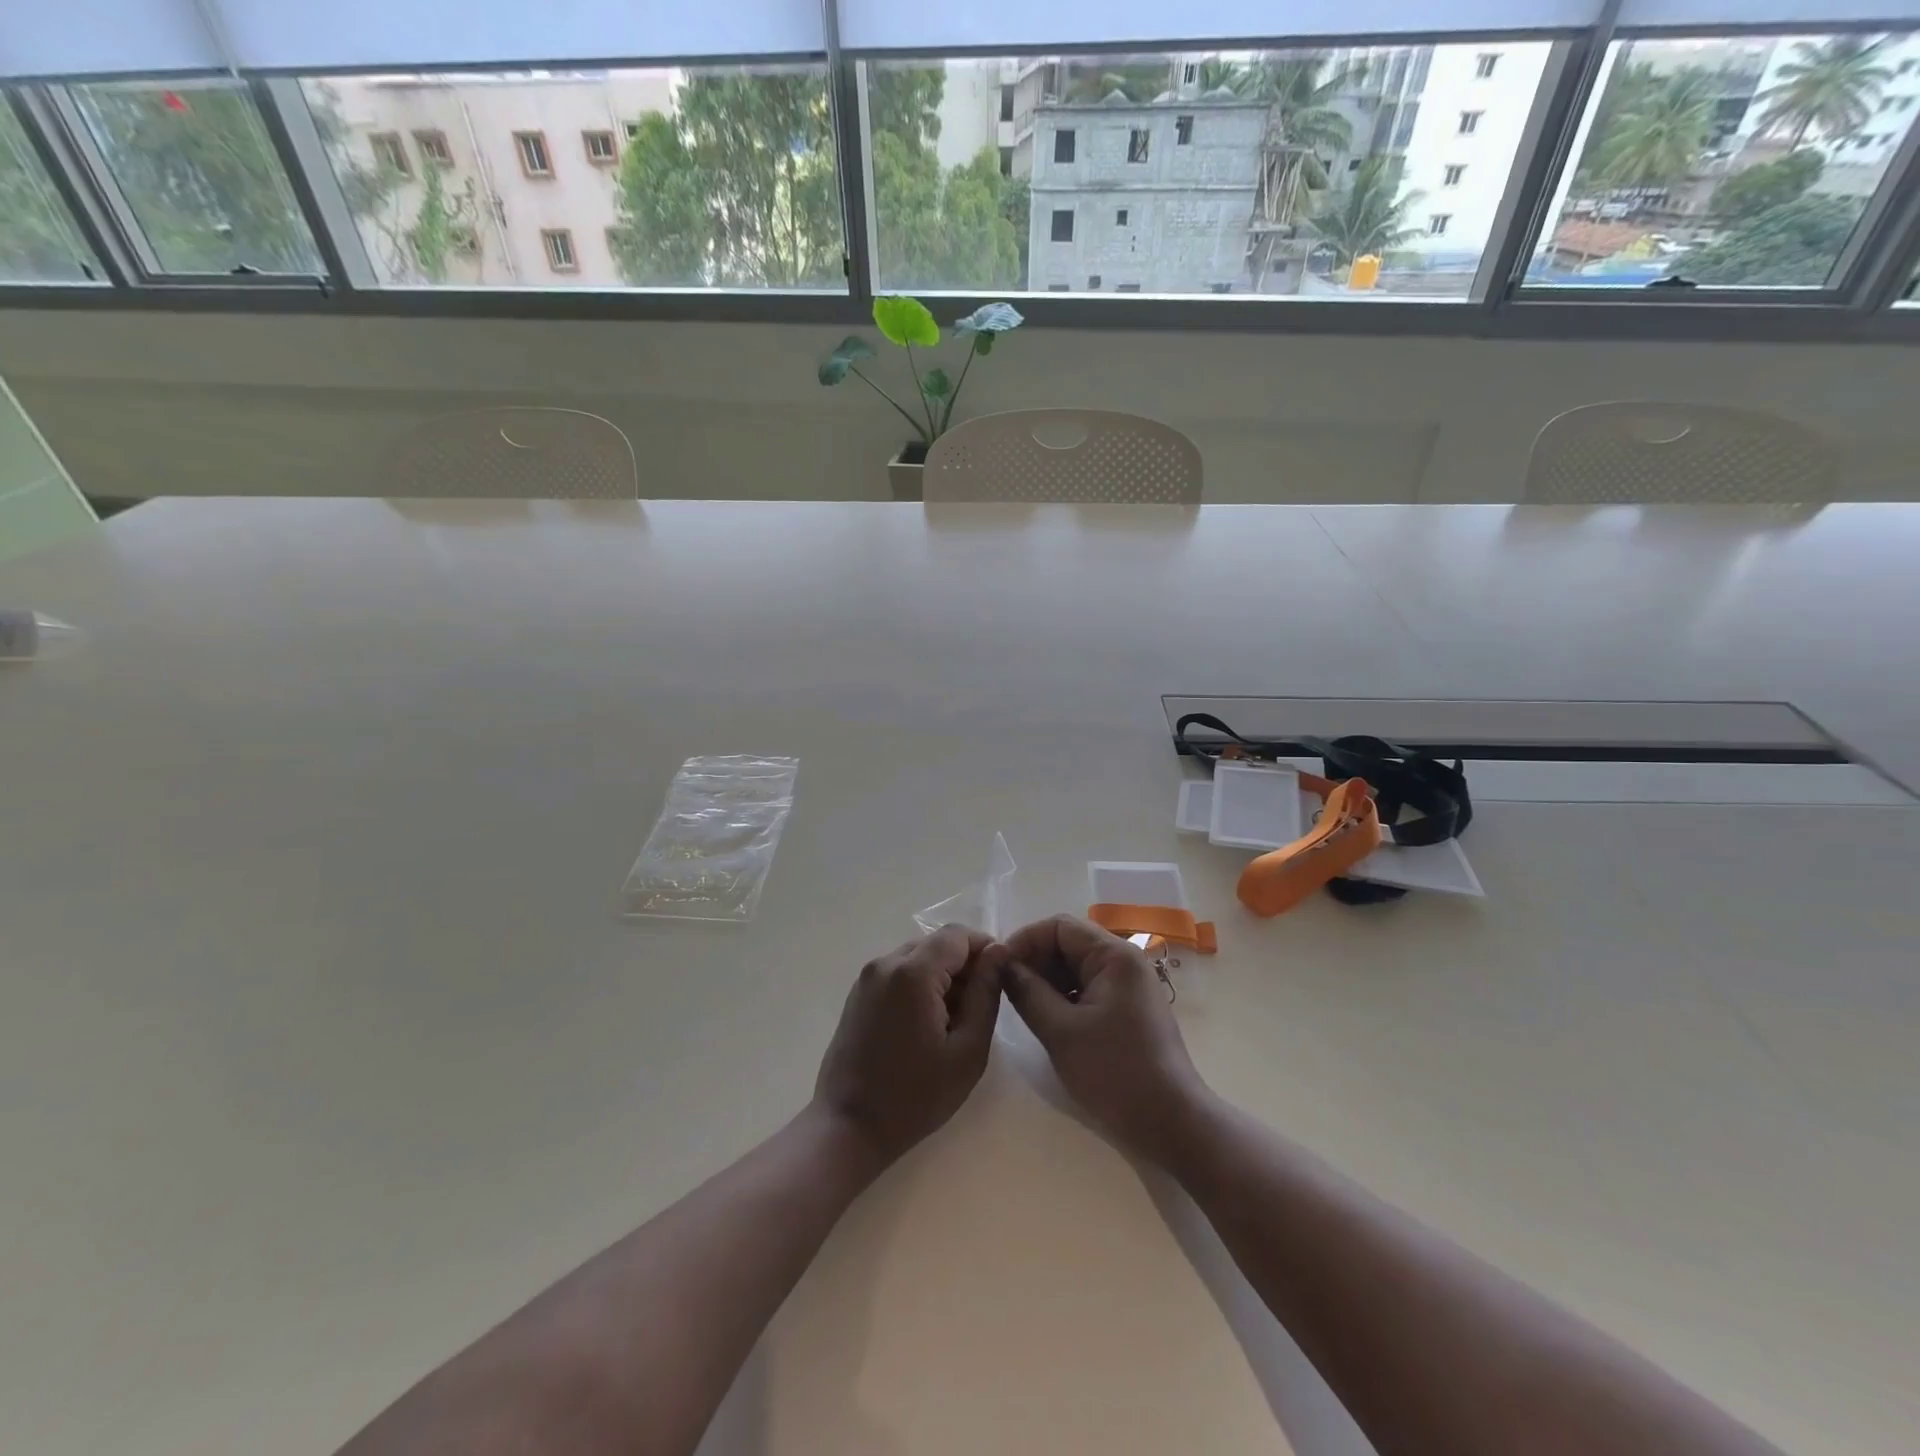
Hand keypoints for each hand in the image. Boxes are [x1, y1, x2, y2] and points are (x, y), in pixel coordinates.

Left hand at [813, 924, 1002, 1168]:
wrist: (848, 1127)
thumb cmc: (915, 1096)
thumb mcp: (967, 1050)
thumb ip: (986, 994)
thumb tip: (998, 953)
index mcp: (913, 972)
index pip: (958, 935)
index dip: (985, 949)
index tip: (1000, 978)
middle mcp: (886, 963)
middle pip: (936, 944)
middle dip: (964, 966)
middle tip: (979, 1007)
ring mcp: (867, 977)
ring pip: (918, 957)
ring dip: (941, 976)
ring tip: (952, 1022)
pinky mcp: (858, 993)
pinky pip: (898, 972)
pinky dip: (918, 985)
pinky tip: (925, 1025)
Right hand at [1000, 915, 1208, 1166]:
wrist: (1171, 1123)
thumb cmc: (1114, 1072)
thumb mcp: (1060, 1031)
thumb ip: (1026, 991)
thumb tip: (1001, 964)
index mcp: (1114, 955)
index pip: (1059, 926)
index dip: (1025, 940)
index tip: (998, 967)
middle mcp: (1124, 960)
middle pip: (1068, 943)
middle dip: (1034, 960)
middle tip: (1005, 988)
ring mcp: (1128, 984)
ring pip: (1076, 967)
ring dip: (1047, 979)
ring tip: (1021, 1004)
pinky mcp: (1127, 1007)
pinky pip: (1088, 987)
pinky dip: (1064, 996)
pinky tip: (1046, 1018)